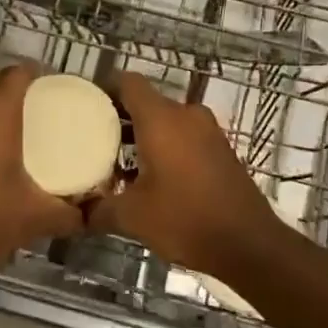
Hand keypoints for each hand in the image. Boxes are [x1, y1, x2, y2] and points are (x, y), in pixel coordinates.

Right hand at [87, 73, 281, 277]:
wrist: (249, 245)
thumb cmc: (185, 219)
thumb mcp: (132, 217)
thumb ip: (98, 210)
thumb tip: (78, 214)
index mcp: (161, 119)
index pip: (128, 83)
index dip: (105, 89)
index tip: (84, 107)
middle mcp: (186, 116)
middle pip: (146, 102)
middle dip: (119, 118)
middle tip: (92, 140)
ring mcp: (208, 132)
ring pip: (166, 121)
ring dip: (142, 137)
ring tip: (116, 163)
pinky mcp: (221, 150)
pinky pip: (184, 137)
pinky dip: (165, 148)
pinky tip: (149, 178)